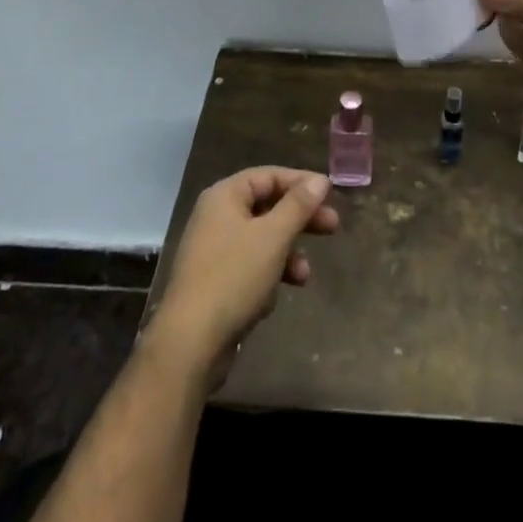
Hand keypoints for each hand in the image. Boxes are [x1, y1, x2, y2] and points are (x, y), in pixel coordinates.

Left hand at [142, 167, 339, 391]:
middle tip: (333, 226)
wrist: (189, 345)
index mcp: (225, 196)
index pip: (269, 176)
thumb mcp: (273, 237)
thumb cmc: (234, 278)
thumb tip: (320, 179)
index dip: (301, 182)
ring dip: (287, 253)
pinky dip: (269, 274)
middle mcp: (216, 216)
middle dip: (300, 219)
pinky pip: (250, 266)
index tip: (330, 194)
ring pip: (262, 239)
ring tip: (305, 275)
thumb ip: (299, 205)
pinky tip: (276, 296)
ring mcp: (214, 250)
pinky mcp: (215, 282)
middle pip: (267, 206)